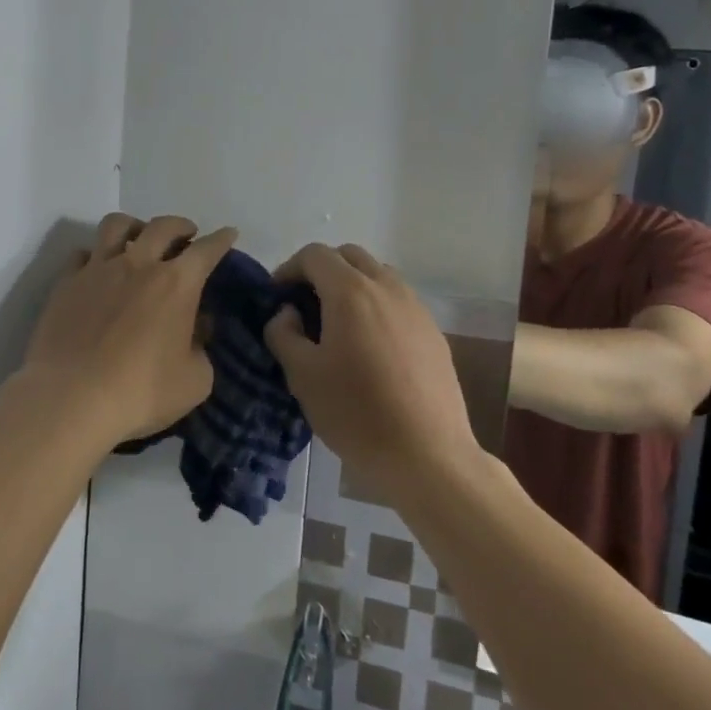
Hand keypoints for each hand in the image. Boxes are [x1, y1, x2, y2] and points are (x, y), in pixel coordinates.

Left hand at [22, 213, 237, 444]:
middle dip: (181, 225)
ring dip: (135, 226)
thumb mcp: (194, 381)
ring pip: (117, 225)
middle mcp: (138, 265)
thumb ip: (201, 350)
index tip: (229, 233)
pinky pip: (82, 254)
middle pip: (163, 226)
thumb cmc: (141, 393)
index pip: (206, 250)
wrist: (70, 399)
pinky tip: (98, 269)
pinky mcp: (66, 283)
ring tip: (139, 238)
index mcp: (176, 284)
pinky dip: (95, 255)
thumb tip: (196, 330)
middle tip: (187, 235)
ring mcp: (98, 270)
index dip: (221, 239)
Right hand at [264, 243, 477, 503]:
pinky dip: (377, 305)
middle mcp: (387, 287)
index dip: (289, 268)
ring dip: (353, 284)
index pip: (315, 254)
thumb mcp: (302, 375)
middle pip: (349, 256)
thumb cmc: (356, 413)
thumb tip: (287, 313)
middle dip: (322, 270)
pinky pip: (399, 301)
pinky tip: (370, 347)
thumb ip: (284, 334)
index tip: (277, 297)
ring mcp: (416, 308)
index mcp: (351, 292)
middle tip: (305, 304)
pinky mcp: (433, 332)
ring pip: (379, 274)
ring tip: (338, 324)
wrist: (427, 455)